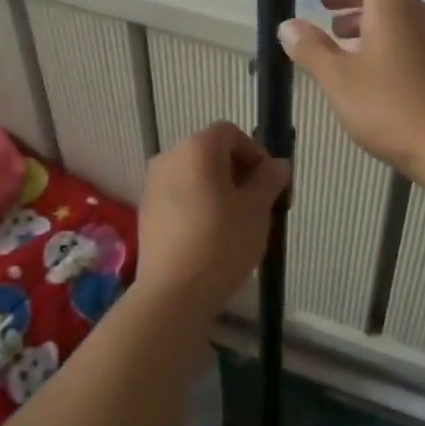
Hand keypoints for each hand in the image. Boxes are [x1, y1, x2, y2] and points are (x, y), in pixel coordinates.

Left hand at [135, 121, 289, 317]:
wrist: (174, 292)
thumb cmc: (223, 241)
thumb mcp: (258, 208)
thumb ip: (270, 179)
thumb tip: (277, 165)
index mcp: (197, 148)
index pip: (231, 133)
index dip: (256, 153)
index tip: (270, 183)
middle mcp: (169, 157)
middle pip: (211, 153)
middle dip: (239, 172)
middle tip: (259, 204)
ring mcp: (153, 185)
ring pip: (195, 176)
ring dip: (219, 190)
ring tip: (238, 223)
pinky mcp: (147, 211)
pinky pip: (180, 197)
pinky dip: (199, 205)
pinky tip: (212, 236)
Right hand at [277, 0, 424, 177]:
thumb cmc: (392, 108)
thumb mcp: (339, 80)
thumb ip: (311, 49)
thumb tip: (288, 26)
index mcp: (393, 5)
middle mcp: (417, 14)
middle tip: (322, 6)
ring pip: (395, 12)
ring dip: (363, 16)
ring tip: (336, 38)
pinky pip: (405, 35)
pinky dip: (380, 36)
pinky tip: (363, 67)